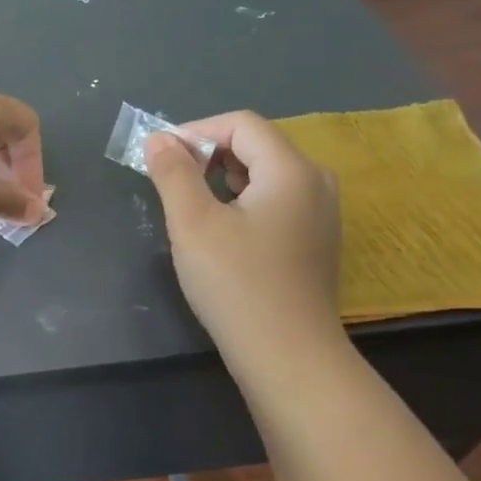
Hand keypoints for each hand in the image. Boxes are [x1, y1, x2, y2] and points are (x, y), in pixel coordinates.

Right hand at [143, 111, 343, 352]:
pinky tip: (221, 232)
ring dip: (223, 179)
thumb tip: (159, 139)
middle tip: (171, 183)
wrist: (287, 356)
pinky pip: (276, 201)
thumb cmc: (236, 284)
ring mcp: (321, 213)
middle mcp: (316, 182)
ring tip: (191, 207)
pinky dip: (243, 201)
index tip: (160, 158)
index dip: (196, 131)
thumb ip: (173, 173)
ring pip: (266, 175)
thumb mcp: (192, 223)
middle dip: (208, 155)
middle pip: (256, 145)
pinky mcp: (315, 240)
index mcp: (292, 170)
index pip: (241, 124)